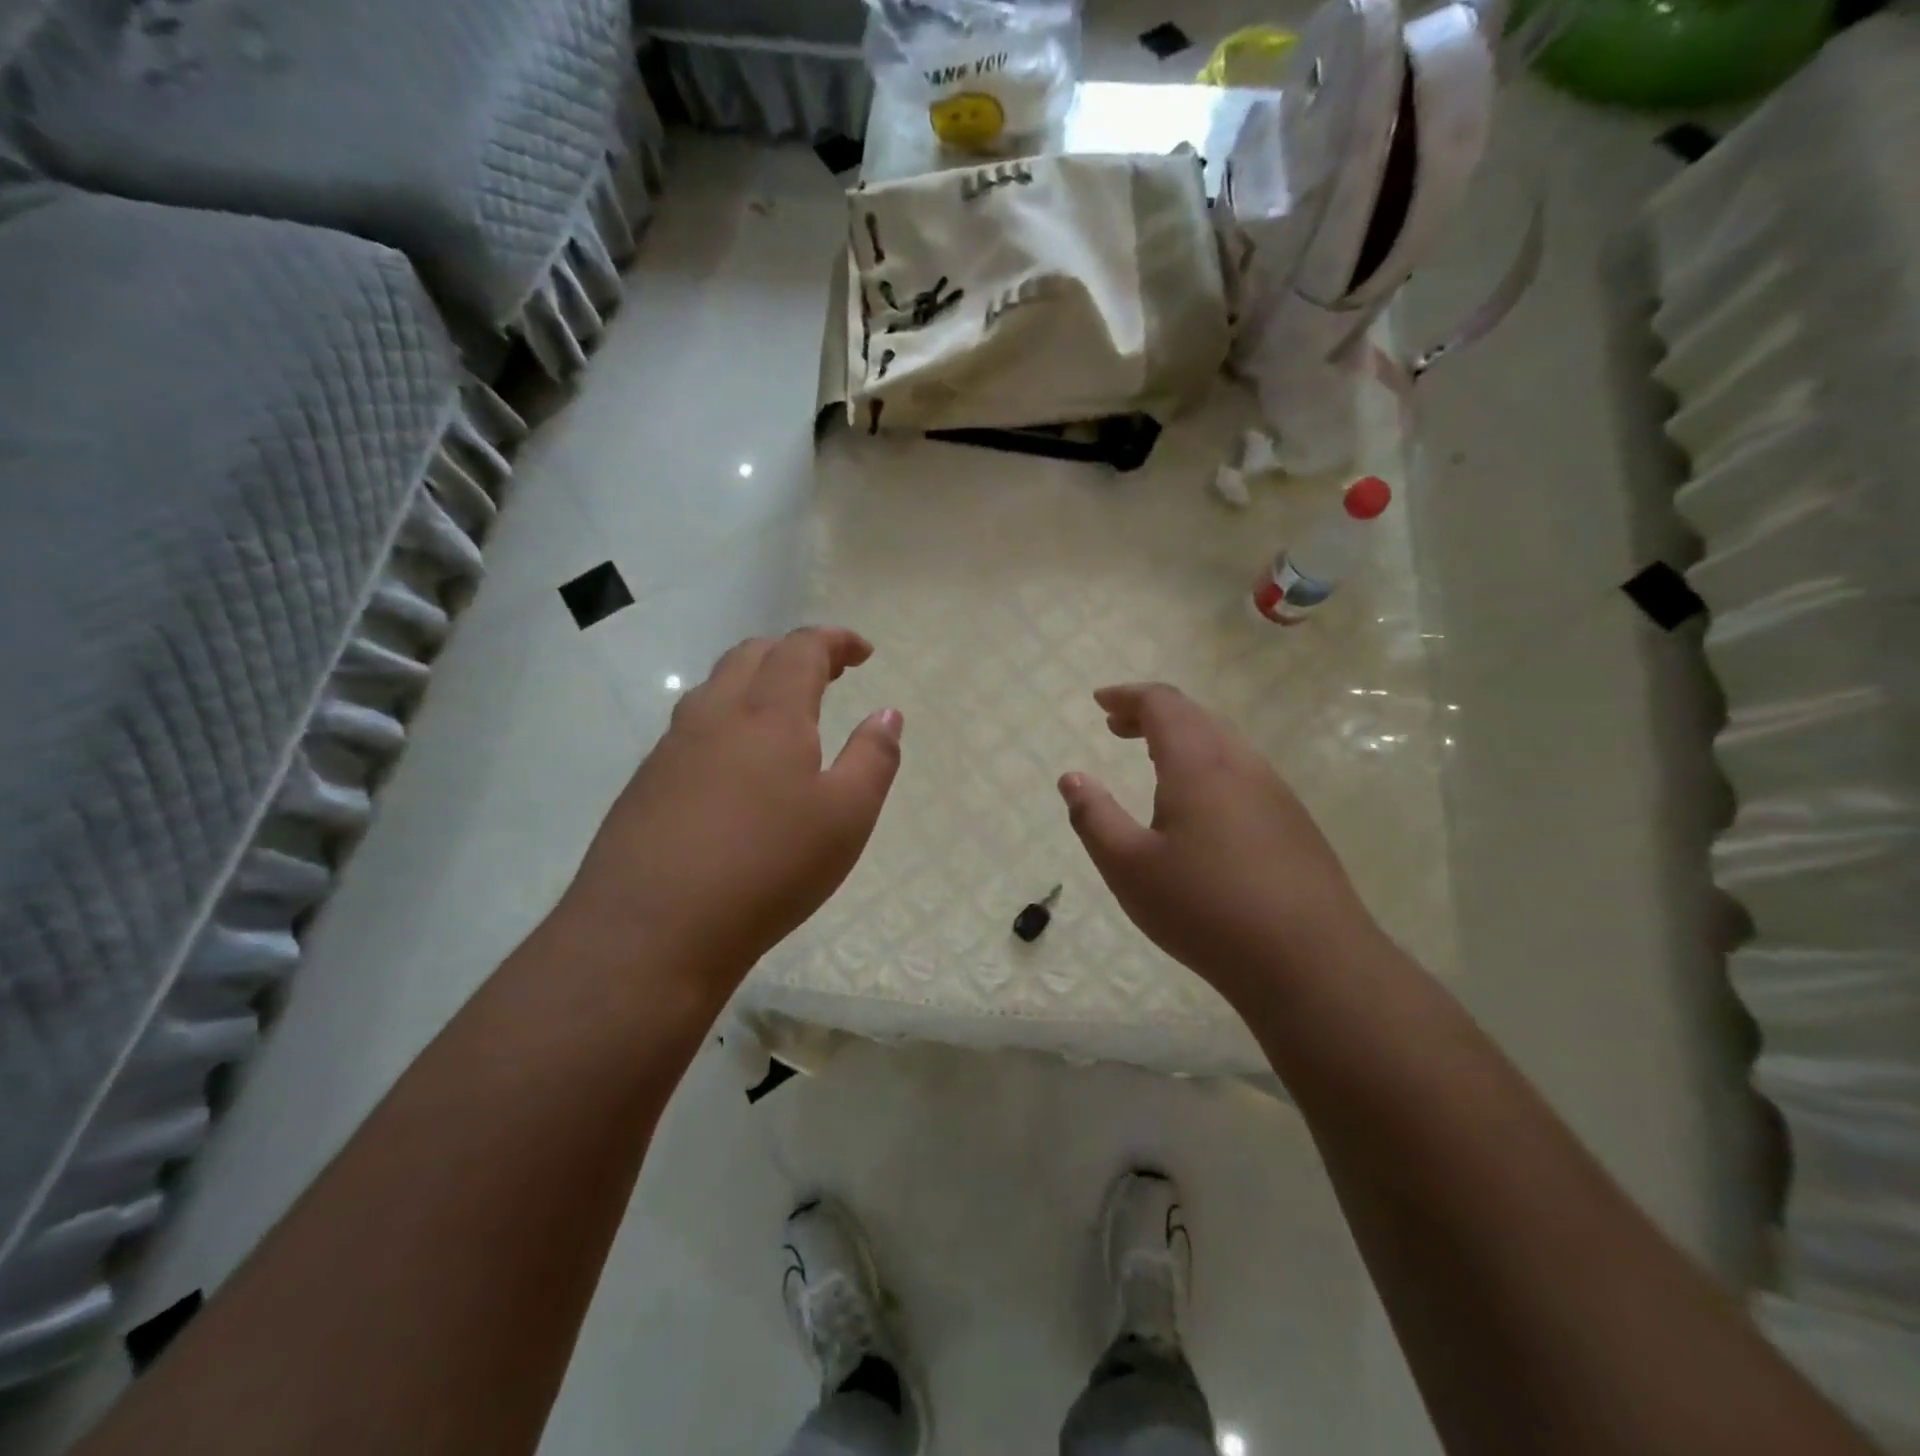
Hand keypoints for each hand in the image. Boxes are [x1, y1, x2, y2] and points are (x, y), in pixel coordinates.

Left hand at [559, 628, 901, 1003]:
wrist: (651, 931)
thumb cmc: (768, 867)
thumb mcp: (847, 817)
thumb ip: (874, 758)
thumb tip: (887, 714)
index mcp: (770, 714)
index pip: (802, 649)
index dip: (836, 640)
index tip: (863, 652)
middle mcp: (715, 715)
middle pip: (752, 654)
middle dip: (794, 652)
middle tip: (828, 674)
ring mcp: (672, 747)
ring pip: (715, 687)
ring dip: (755, 681)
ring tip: (782, 712)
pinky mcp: (646, 782)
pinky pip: (692, 727)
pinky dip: (726, 719)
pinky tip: (736, 764)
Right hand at [1058, 683, 1373, 1002]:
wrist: (1311, 962)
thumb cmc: (1206, 910)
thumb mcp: (1128, 867)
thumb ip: (1094, 817)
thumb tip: (1072, 777)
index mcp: (1199, 765)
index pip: (1163, 704)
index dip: (1128, 696)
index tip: (1099, 701)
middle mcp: (1242, 765)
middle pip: (1195, 716)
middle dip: (1152, 713)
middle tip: (1117, 727)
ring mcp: (1276, 793)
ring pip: (1224, 742)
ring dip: (1183, 738)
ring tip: (1153, 760)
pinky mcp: (1294, 823)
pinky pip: (1244, 771)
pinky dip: (1209, 764)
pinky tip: (1200, 806)